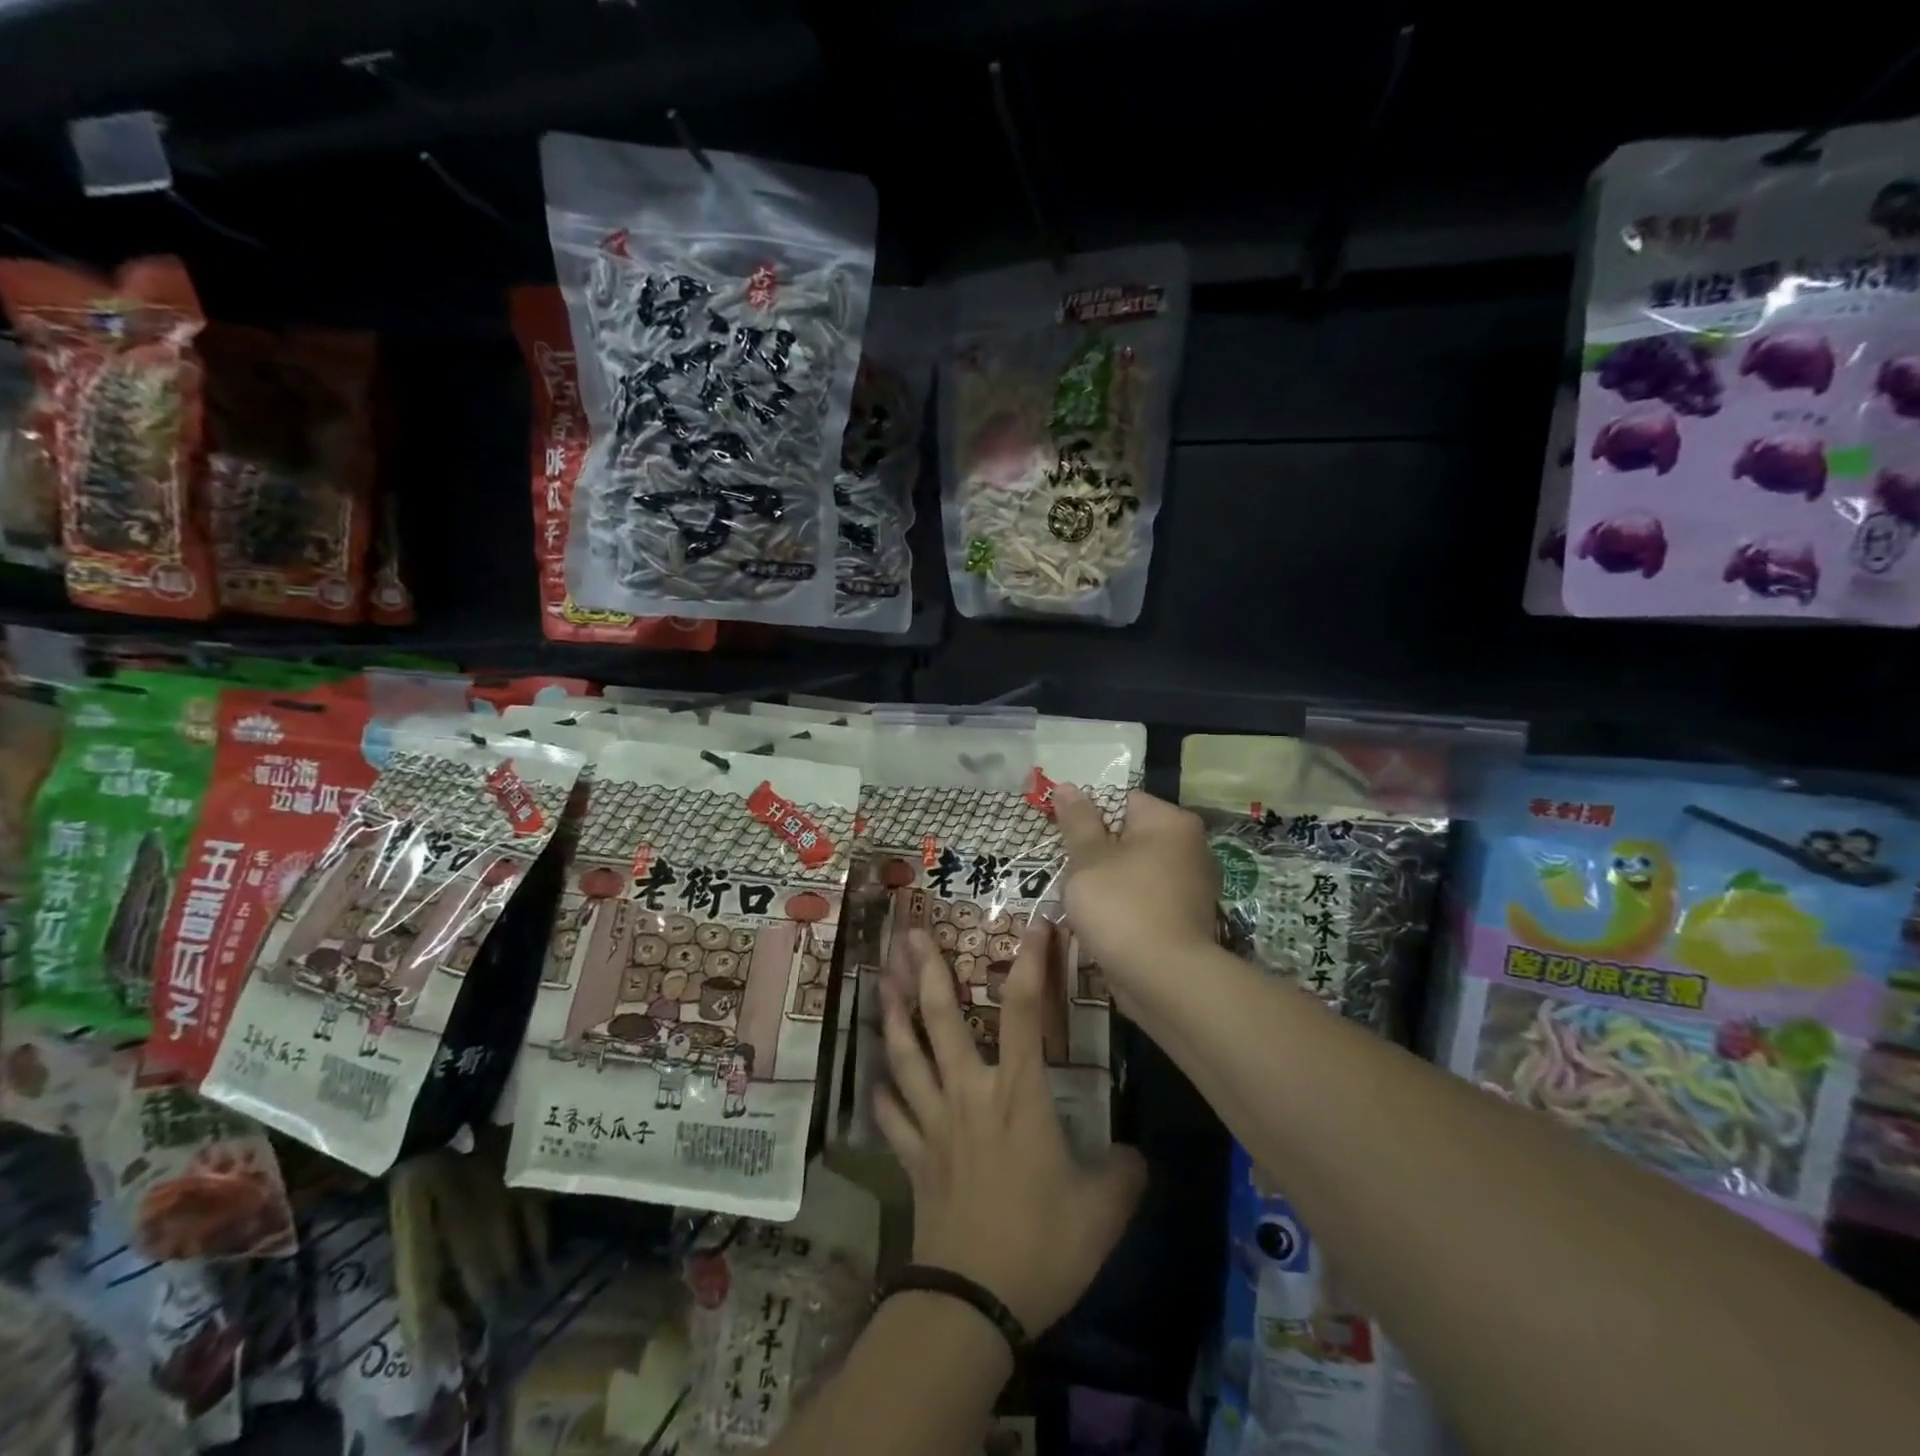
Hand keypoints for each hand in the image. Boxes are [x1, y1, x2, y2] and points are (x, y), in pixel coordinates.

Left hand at [873, 923, 1145, 1334]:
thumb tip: (1134, 1156)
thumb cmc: (1041, 1246)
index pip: (1025, 1012)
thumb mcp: (1102, 1212)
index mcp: (1018, 1095)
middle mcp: (970, 1093)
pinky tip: (877, 1077)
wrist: (972, 1303)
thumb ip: (1123, 1174)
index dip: (1031, 964)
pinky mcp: (913, 1156)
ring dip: (894, 1015)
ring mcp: (934, 1123)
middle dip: (926, 972)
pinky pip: (893, 1115)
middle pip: (941, 1019)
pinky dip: (883, 1091)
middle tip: (910, 934)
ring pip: (906, 1055)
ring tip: (883, 980)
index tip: (1036, 925)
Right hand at [1054, 785, 1219, 994]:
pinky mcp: (1186, 919)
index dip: (1087, 818)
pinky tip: (1103, 926)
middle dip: (1095, 855)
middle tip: (1070, 875)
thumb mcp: (1088, 859)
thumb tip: (1066, 786)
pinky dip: (1124, 908)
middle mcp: (1189, 847)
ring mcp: (1191, 885)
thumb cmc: (1122, 907)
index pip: (1121, 801)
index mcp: (1170, 822)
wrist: (1166, 981)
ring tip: (1082, 904)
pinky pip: (1145, 900)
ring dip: (1106, 884)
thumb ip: (1077, 821)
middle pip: (1128, 836)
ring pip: (1133, 871)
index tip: (1064, 841)